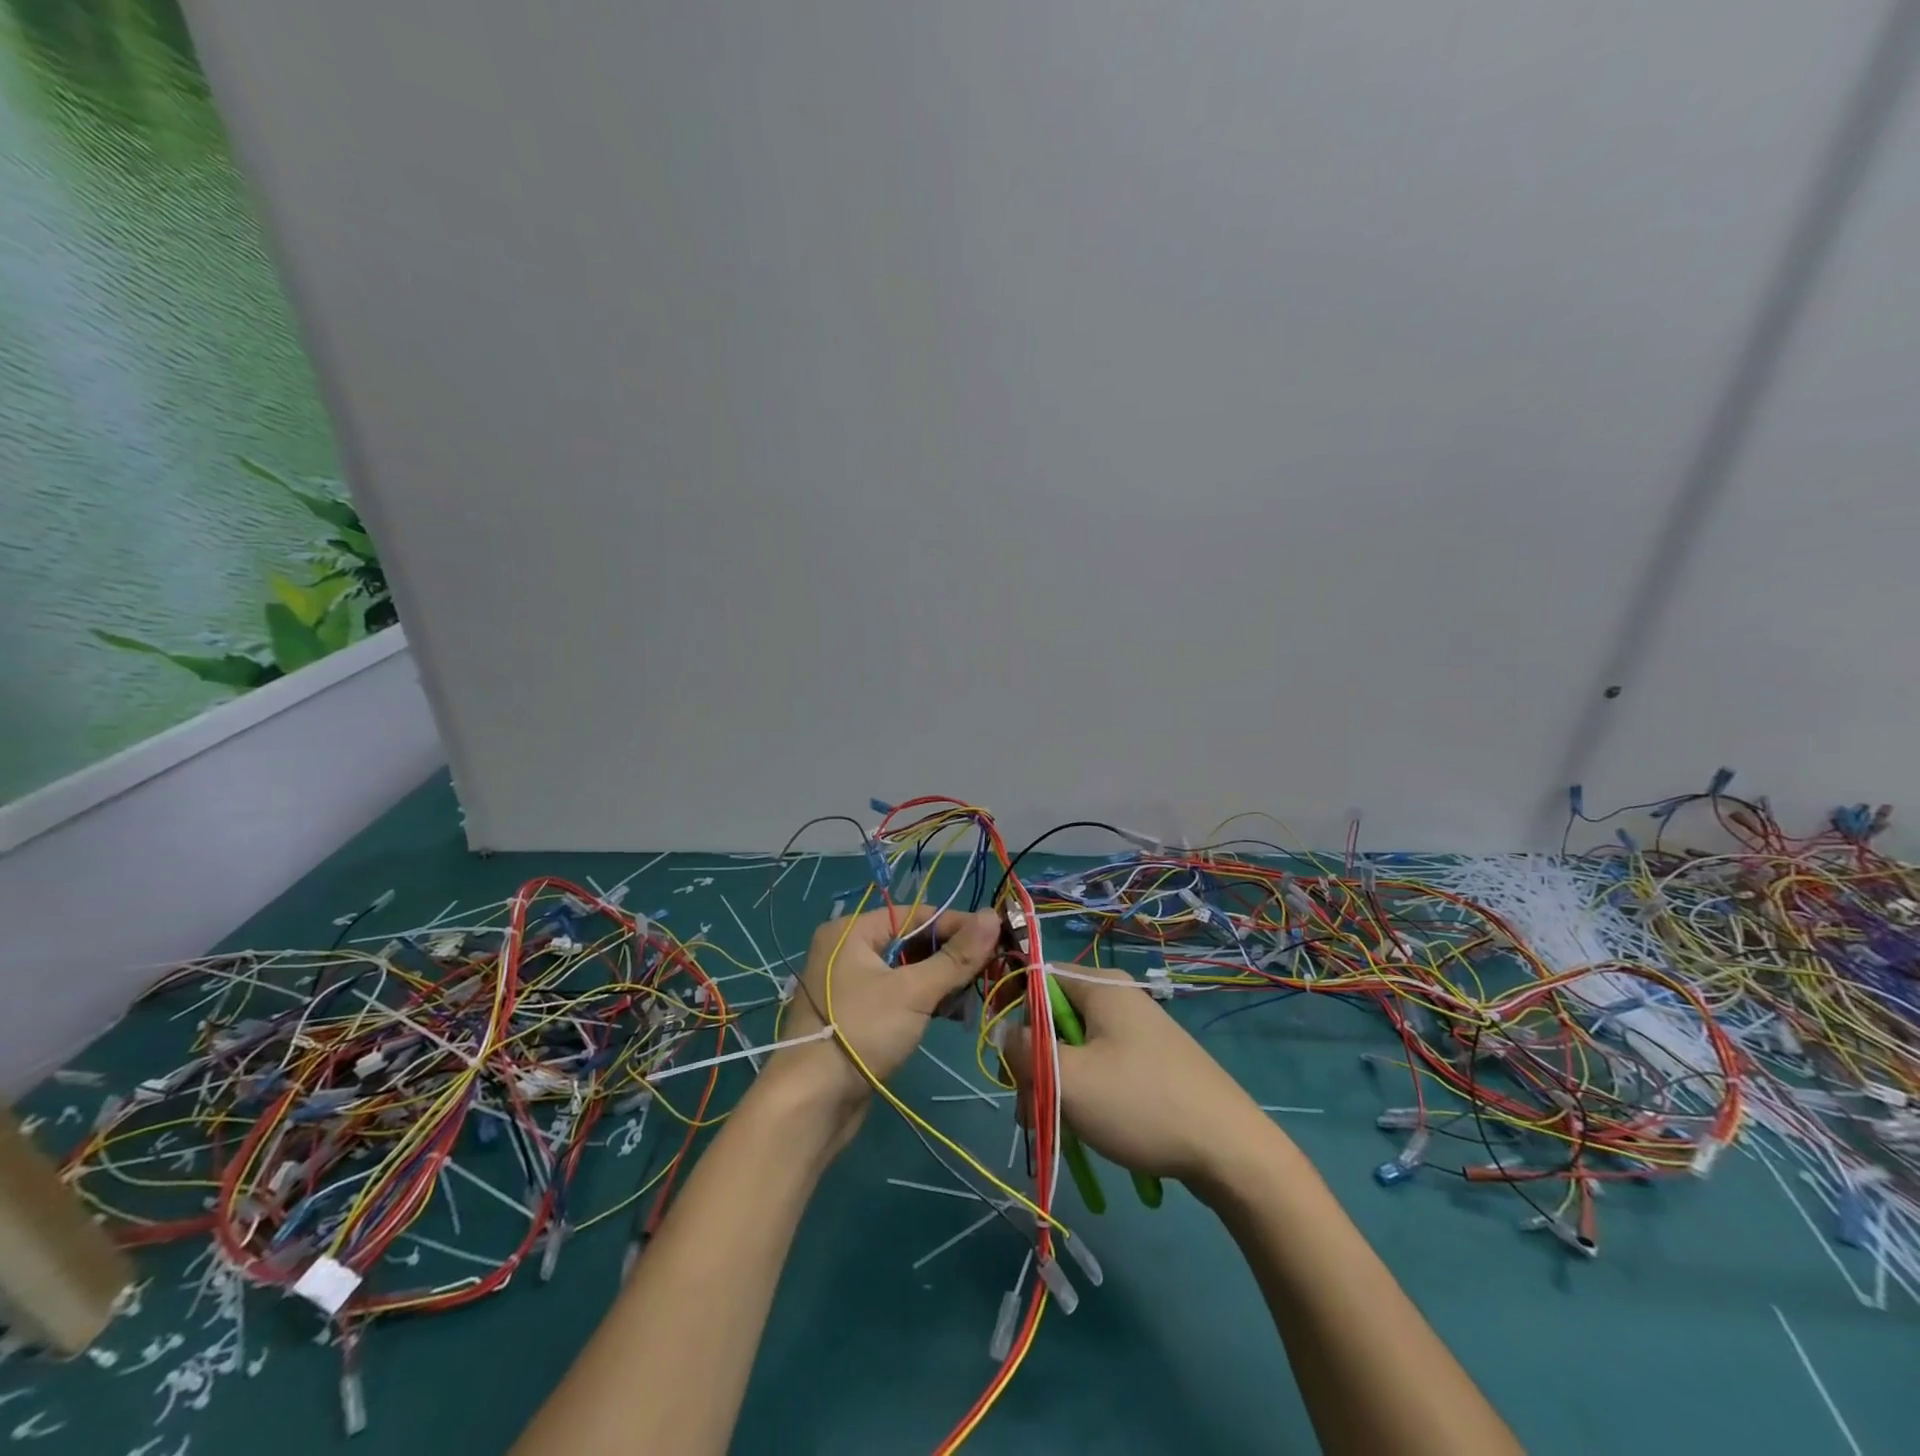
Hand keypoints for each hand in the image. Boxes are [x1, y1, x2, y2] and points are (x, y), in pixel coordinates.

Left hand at [773, 905, 1001, 1125]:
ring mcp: (849, 985)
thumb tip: (993, 915)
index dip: (955, 925)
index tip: (994, 939)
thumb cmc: (861, 1031)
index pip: (914, 914)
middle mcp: (846, 950)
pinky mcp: (856, 1016)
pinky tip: (949, 1015)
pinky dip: (923, 1002)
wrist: (811, 1103)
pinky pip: (897, 996)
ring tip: (969, 1000)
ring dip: (940, 983)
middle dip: (950, 958)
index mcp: (852, 931)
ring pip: (906, 972)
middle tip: (987, 972)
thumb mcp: (914, 991)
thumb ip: (956, 956)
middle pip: (910, 942)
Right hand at [1002, 965, 1273, 1188]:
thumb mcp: (1070, 1079)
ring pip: (1076, 1049)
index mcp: (1101, 987)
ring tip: (1056, 1131)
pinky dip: (1086, 1094)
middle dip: (1035, 1061)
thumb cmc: (1142, 1104)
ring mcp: (1138, 1032)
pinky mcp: (1151, 1064)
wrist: (1231, 1151)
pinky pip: (1101, 1067)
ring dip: (1057, 1085)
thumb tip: (1005, 1032)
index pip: (1038, 975)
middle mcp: (1119, 999)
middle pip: (1054, 1017)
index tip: (1001, 1050)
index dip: (1012, 1006)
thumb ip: (1025, 1051)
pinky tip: (1085, 1130)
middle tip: (1030, 1107)